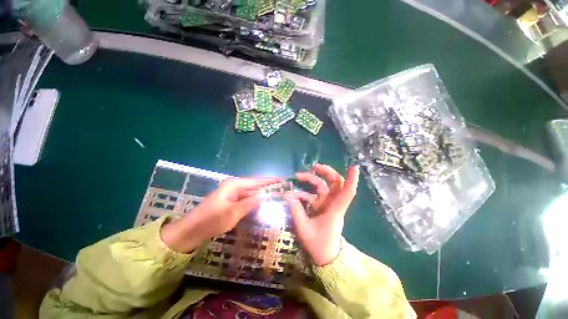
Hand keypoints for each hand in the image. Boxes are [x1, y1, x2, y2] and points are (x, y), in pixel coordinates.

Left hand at [161, 177, 279, 252]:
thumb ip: (250, 203)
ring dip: (263, 195)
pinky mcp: (232, 200)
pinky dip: (256, 201)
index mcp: (235, 184)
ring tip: (278, 196)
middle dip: (269, 188)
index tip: (284, 180)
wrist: (191, 230)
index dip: (271, 180)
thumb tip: (266, 195)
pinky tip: (264, 204)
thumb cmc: (211, 221)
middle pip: (256, 185)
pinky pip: (247, 199)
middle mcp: (235, 185)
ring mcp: (233, 193)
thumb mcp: (232, 213)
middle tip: (284, 191)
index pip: (257, 180)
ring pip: (252, 192)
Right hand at [285, 164, 359, 265]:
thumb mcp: (304, 228)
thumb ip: (296, 211)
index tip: (354, 167)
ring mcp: (327, 204)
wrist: (325, 256)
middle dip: (327, 172)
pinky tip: (294, 193)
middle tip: (314, 167)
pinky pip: (314, 194)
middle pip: (336, 183)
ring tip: (298, 176)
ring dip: (312, 179)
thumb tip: (288, 195)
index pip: (347, 192)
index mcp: (335, 210)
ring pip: (324, 186)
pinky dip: (304, 191)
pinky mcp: (321, 206)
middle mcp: (333, 204)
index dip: (351, 179)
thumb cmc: (318, 244)